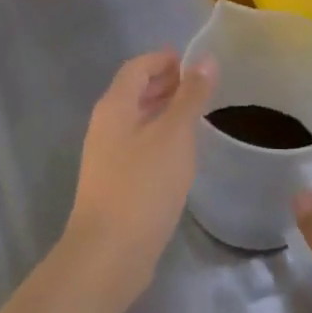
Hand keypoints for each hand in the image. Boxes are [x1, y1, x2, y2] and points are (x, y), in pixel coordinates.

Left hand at [63, 48, 215, 312]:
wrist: (109, 254)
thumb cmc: (142, 186)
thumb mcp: (174, 136)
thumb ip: (190, 96)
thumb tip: (206, 59)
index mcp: (114, 106)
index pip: (137, 67)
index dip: (164, 58)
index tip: (196, 61)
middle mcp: (105, 125)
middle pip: (135, 91)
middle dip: (165, 82)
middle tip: (202, 86)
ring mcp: (107, 155)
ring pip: (137, 119)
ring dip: (164, 110)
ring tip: (197, 114)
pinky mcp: (115, 182)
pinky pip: (139, 145)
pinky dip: (160, 136)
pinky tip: (182, 151)